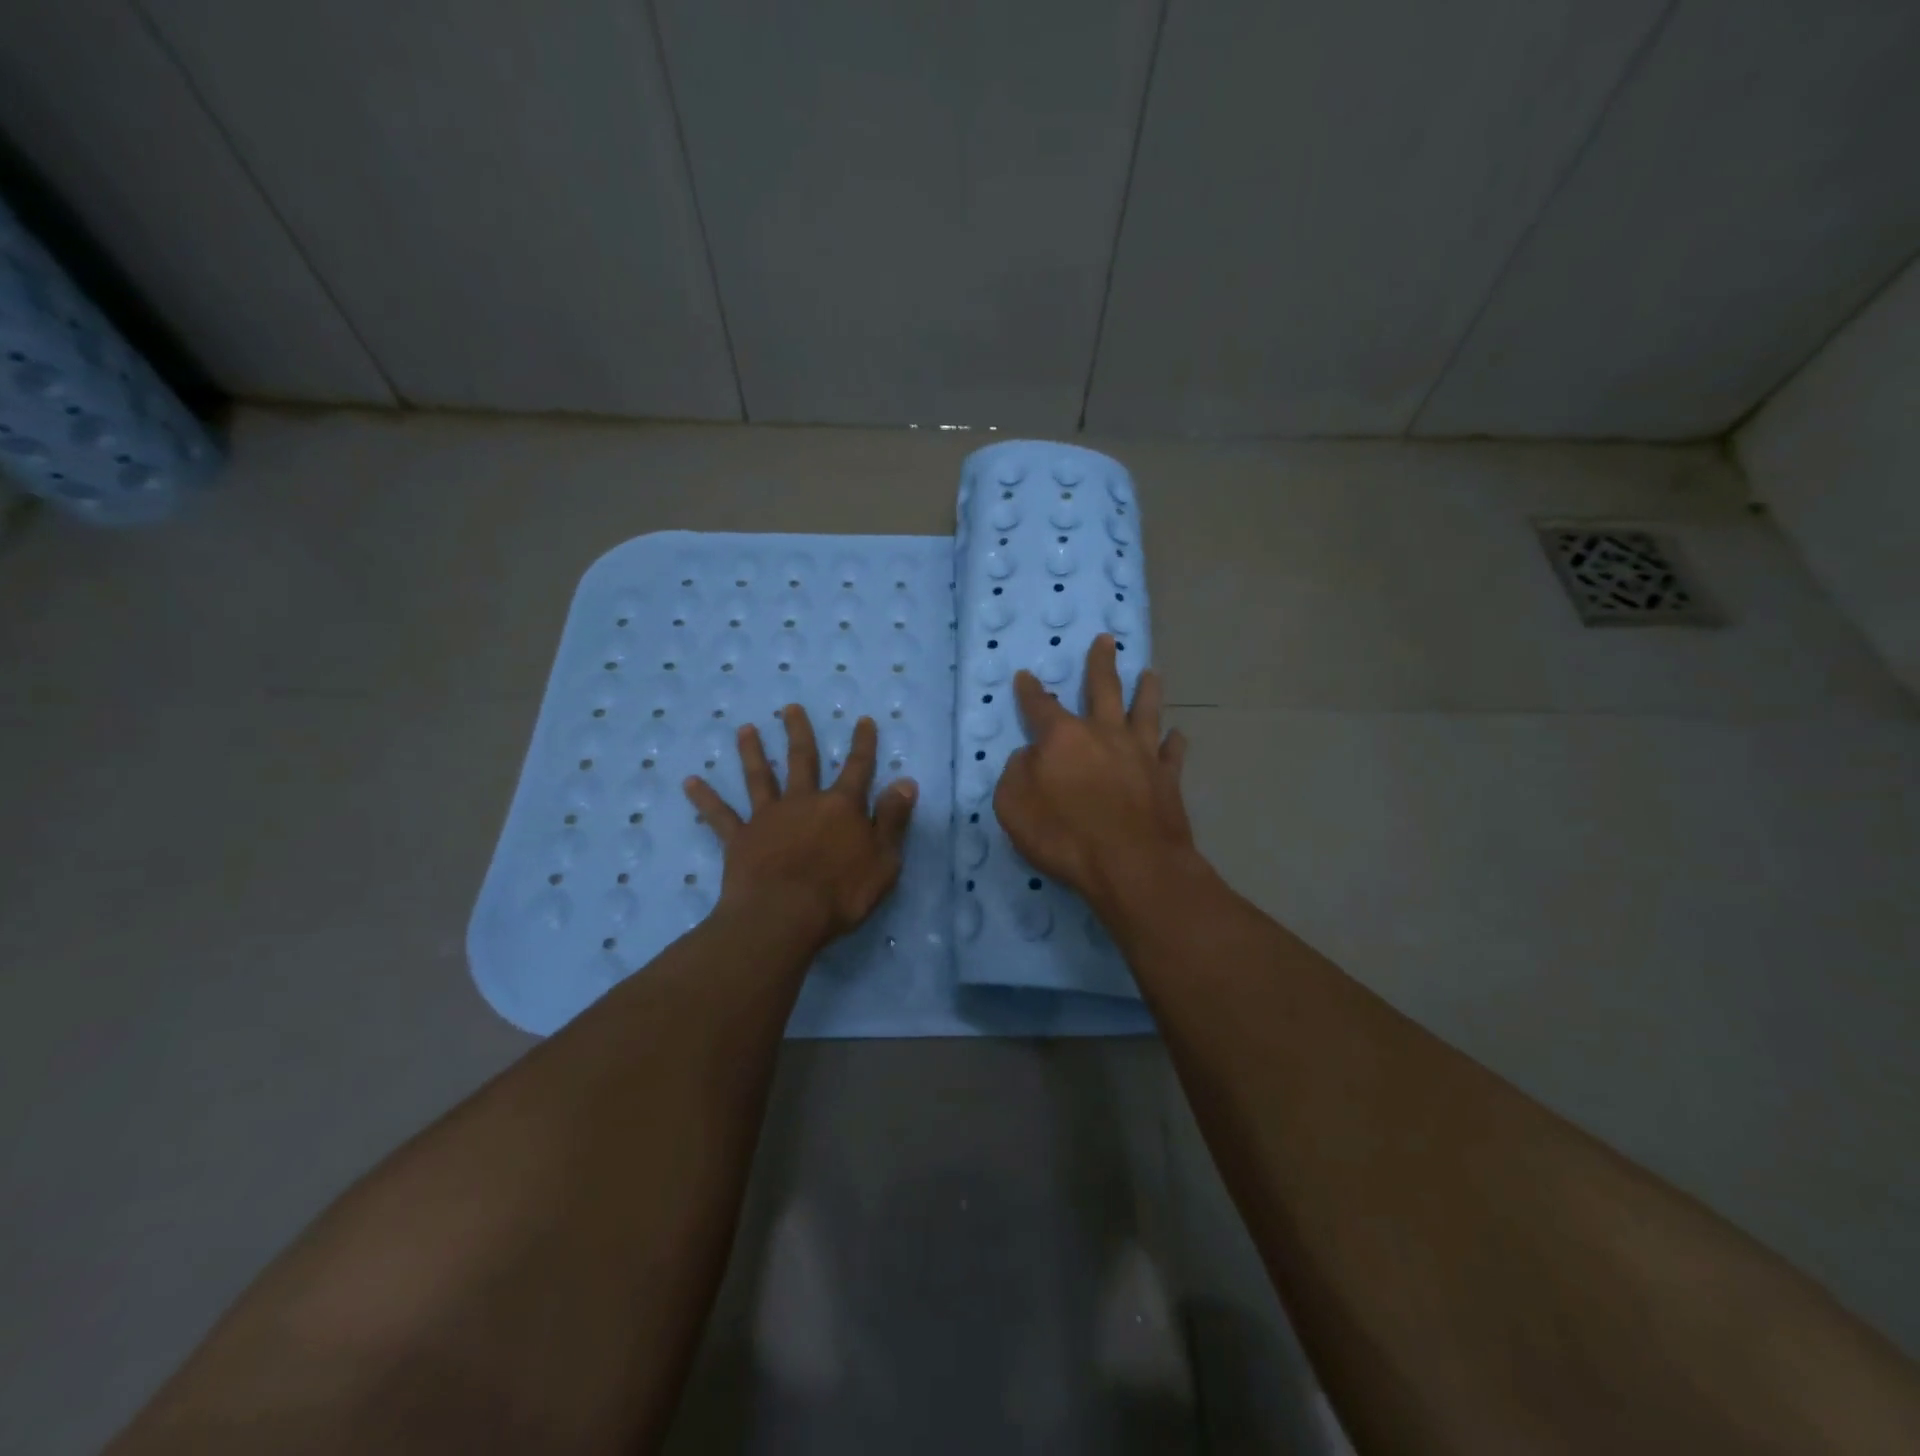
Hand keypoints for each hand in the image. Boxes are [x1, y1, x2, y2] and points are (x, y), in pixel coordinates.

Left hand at [684, 705, 917, 946]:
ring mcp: (768, 818)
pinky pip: (720, 816)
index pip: (858, 768)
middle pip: (801, 760)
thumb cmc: (841, 893)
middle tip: (790, 708)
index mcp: (841, 807)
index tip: (863, 720)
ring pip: (759, 777)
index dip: (862, 744)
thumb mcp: (884, 859)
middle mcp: (803, 802)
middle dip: (798, 732)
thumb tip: (906, 782)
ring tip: (745, 729)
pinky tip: (690, 782)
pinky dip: (705, 798)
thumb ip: (893, 819)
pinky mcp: (740, 839)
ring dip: (752, 752)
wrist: (784, 916)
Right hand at [995, 635, 1193, 908]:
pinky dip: (1174, 742)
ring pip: (1146, 711)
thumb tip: (1030, 756)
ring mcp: (1141, 754)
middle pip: (1103, 689)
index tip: (1025, 676)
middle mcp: (1105, 734)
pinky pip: (1172, 752)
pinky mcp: (1167, 778)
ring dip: (1147, 690)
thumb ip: (1016, 773)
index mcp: (1063, 738)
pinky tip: (1177, 734)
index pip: (1040, 706)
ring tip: (1151, 673)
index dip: (1030, 691)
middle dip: (1101, 663)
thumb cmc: (1066, 837)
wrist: (1133, 866)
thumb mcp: (1014, 807)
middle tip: (1107, 640)